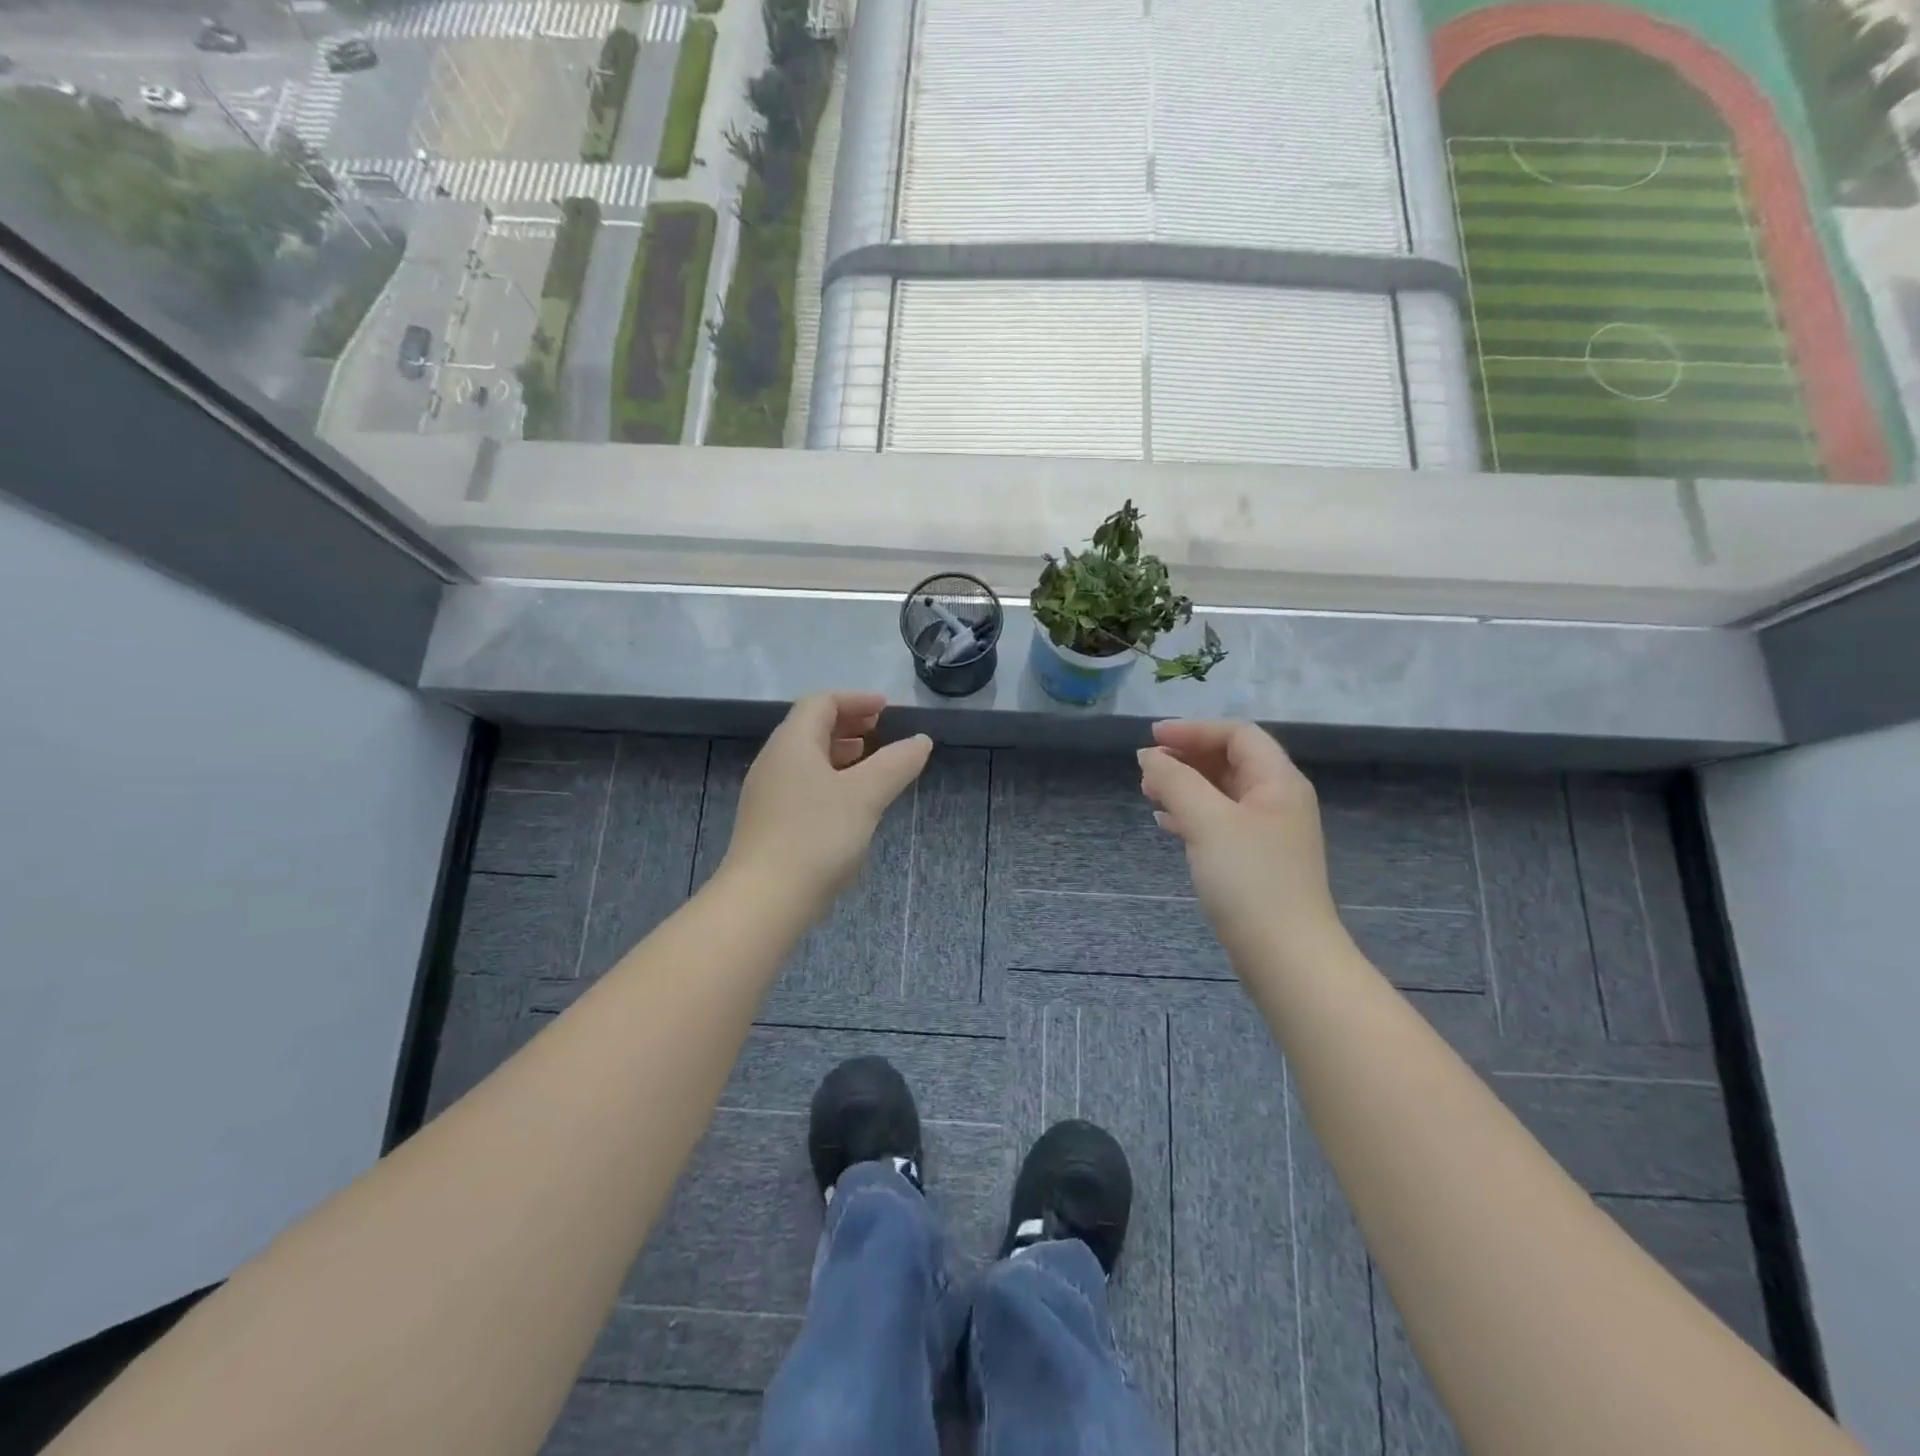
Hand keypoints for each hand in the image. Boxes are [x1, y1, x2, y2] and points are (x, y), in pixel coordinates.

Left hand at [722, 693, 931, 914]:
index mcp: (792, 743)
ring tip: (869, 762)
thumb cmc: (816, 836)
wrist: (764, 899)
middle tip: (880, 730)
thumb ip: (896, 763)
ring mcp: (767, 794)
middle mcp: (774, 761)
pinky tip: (849, 803)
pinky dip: (829, 779)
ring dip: (839, 753)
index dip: (856, 700)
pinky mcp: (769, 823)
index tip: (886, 709)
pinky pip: (802, 785)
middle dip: (848, 724)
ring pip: (806, 759)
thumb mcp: (865, 795)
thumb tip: (921, 740)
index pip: (821, 702)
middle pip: (810, 727)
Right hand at [1137, 721, 1341, 957]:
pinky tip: (1166, 826)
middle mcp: (1278, 801)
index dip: (1193, 731)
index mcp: (1278, 781)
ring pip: (1222, 794)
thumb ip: (1175, 781)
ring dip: (1185, 787)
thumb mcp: (1207, 821)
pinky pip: (1220, 823)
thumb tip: (1149, 755)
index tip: (1152, 740)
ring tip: (1148, 794)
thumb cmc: (1249, 879)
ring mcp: (1269, 834)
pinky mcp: (1257, 862)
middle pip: (1230, 761)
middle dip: (1186, 759)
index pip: (1237, 735)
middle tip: (1146, 769)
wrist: (1285, 955)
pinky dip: (1191, 816)